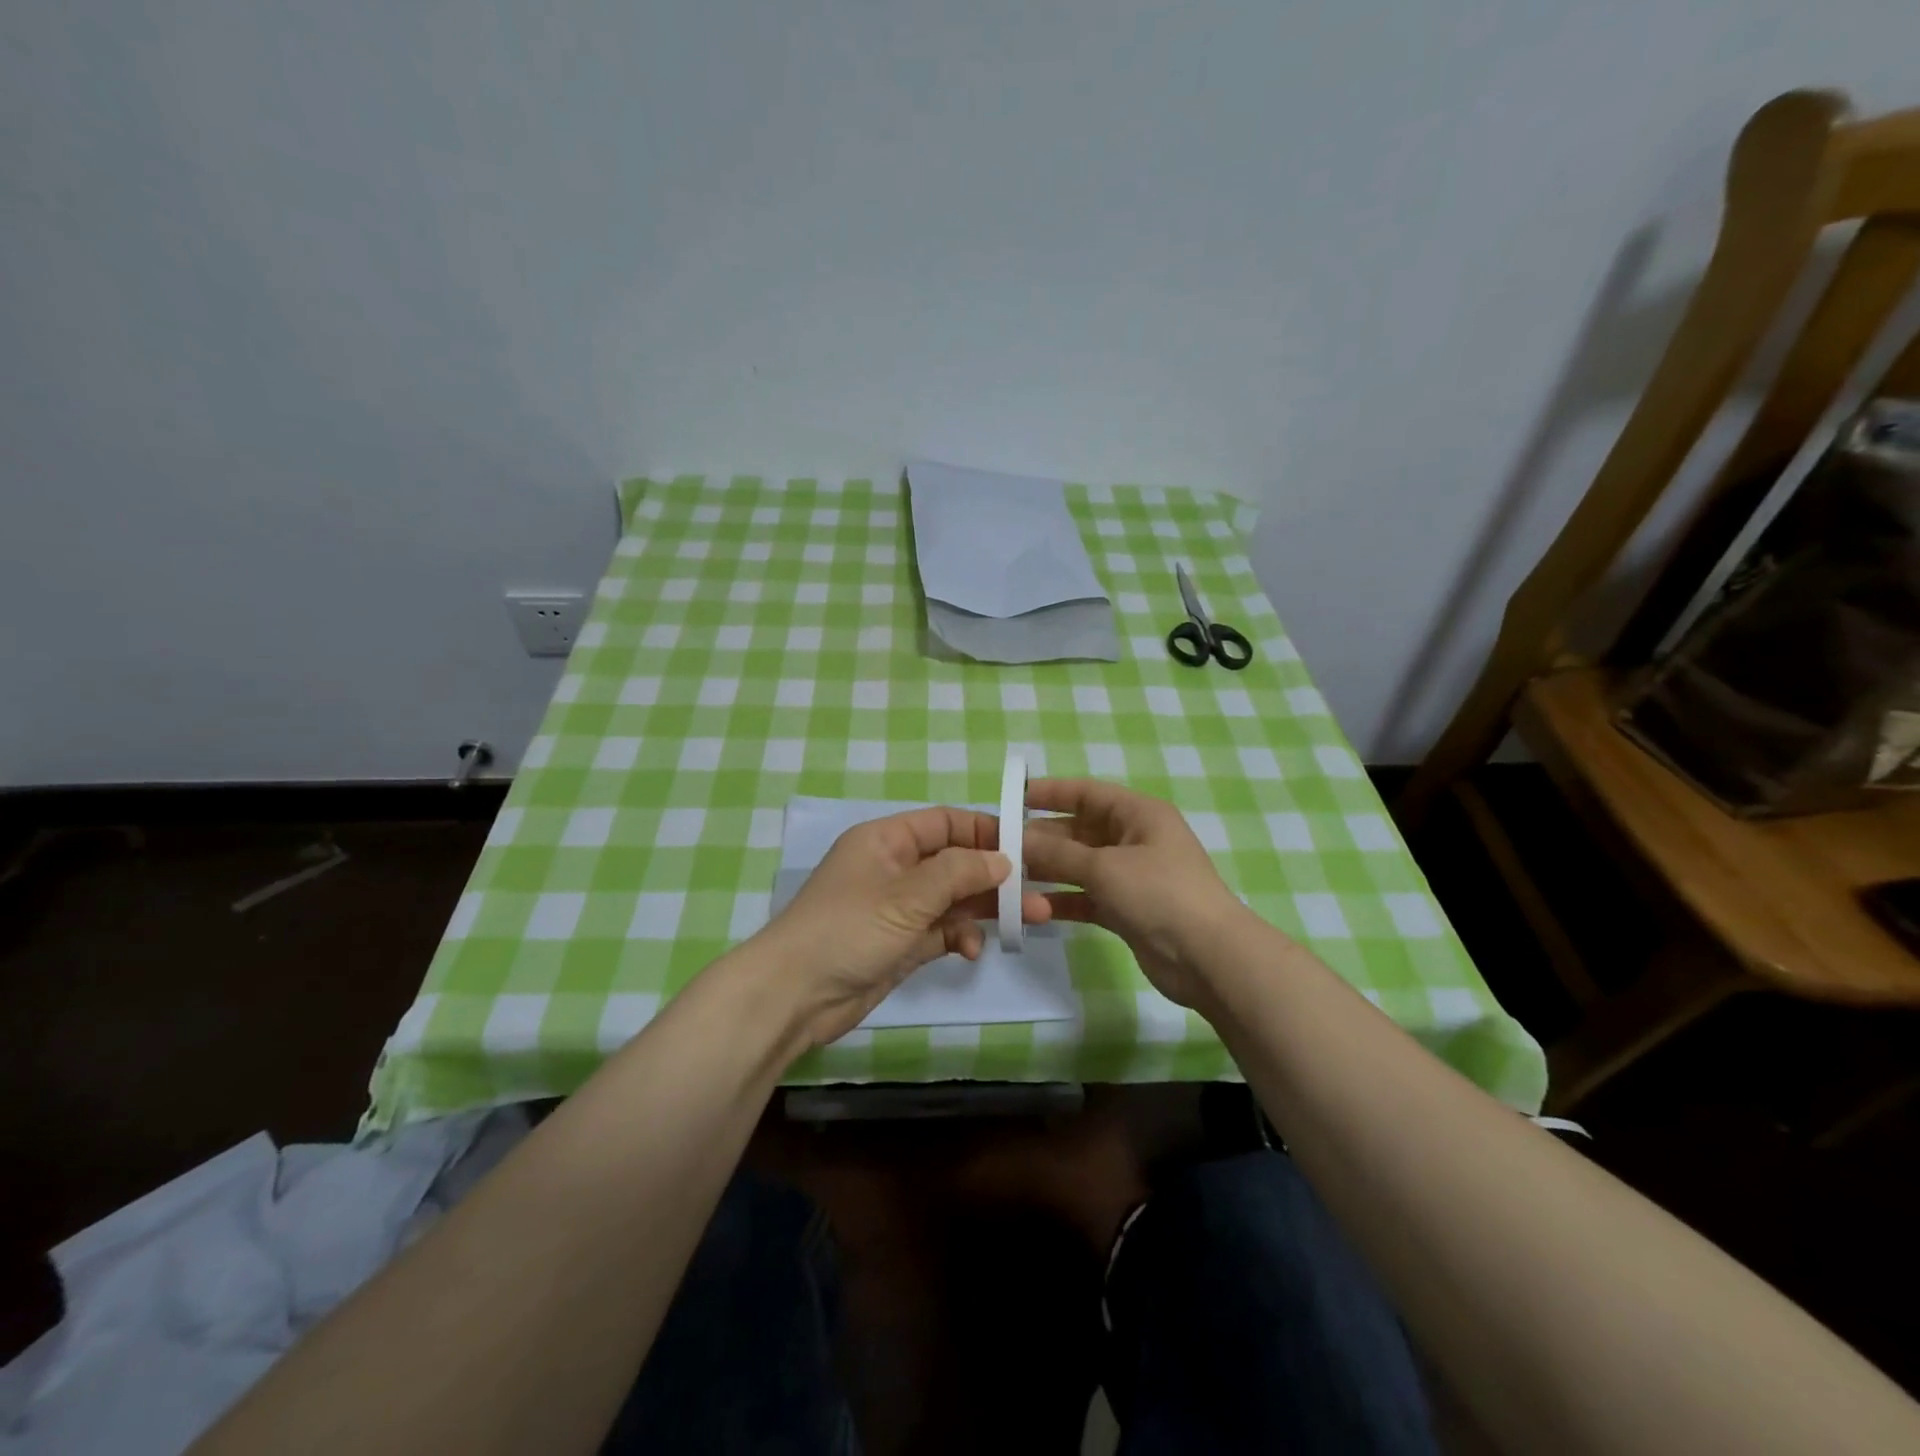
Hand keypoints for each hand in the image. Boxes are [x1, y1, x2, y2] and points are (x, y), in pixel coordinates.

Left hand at [753, 806, 1053, 1045]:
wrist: (793, 996)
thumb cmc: (848, 929)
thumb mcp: (907, 895)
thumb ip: (958, 872)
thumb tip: (1002, 859)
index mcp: (887, 841)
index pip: (945, 823)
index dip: (984, 831)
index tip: (1026, 847)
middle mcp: (894, 868)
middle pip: (955, 862)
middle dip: (995, 877)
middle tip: (1039, 892)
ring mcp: (898, 908)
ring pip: (953, 899)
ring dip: (986, 909)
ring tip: (1030, 921)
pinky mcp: (901, 944)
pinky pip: (941, 931)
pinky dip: (959, 937)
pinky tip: (970, 951)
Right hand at [1022, 778, 1254, 1007]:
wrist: (1208, 957)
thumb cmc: (1159, 894)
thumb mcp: (1104, 867)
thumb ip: (1057, 853)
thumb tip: (1017, 840)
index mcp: (1139, 814)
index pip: (1087, 793)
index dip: (1051, 792)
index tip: (1014, 797)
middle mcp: (1135, 839)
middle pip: (1081, 830)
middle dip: (1044, 837)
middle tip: (1003, 847)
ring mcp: (1132, 876)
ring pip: (1081, 865)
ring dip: (1050, 870)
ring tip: (1010, 877)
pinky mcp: (1128, 909)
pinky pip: (1088, 897)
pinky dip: (1064, 900)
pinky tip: (1034, 907)